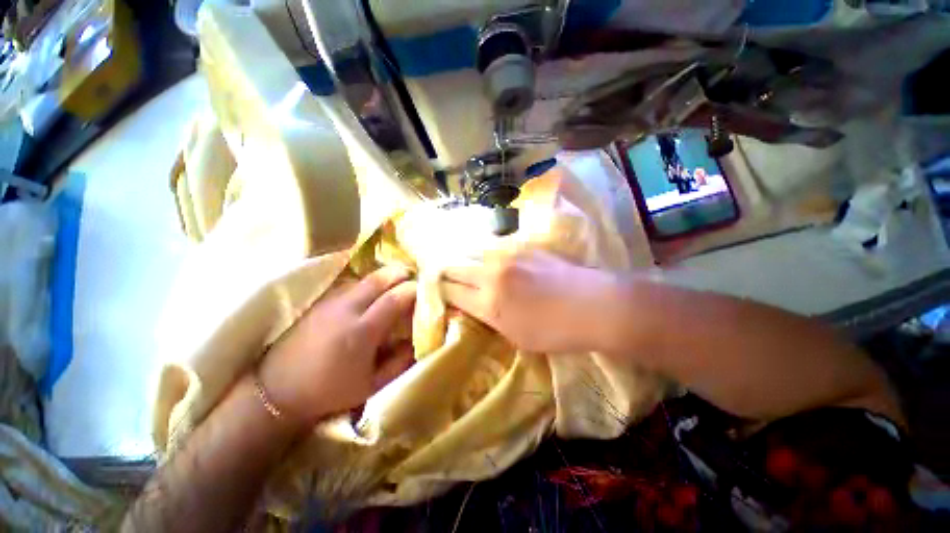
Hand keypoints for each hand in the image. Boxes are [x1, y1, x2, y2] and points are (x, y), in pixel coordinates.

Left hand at [259, 266, 416, 425]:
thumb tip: (420, 341)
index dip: (414, 290)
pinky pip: (350, 284)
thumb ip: (401, 362)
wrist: (278, 390)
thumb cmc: (329, 391)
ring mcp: (331, 302)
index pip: (396, 298)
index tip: (426, 290)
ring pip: (365, 278)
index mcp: (362, 331)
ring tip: (395, 284)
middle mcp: (346, 309)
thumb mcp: (372, 385)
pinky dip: (367, 283)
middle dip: (401, 273)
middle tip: (413, 277)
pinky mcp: (320, 302)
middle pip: (380, 278)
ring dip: (384, 277)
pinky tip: (371, 293)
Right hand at [441, 250, 618, 353]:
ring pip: (471, 251)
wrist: (592, 305)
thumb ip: (488, 317)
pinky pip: (492, 246)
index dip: (441, 291)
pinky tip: (487, 258)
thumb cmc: (555, 331)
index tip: (439, 292)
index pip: (451, 291)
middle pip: (455, 266)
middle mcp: (492, 273)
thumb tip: (469, 304)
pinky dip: (484, 253)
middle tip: (445, 277)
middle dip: (446, 272)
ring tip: (464, 265)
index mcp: (489, 302)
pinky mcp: (522, 245)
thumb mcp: (515, 336)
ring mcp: (507, 255)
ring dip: (464, 259)